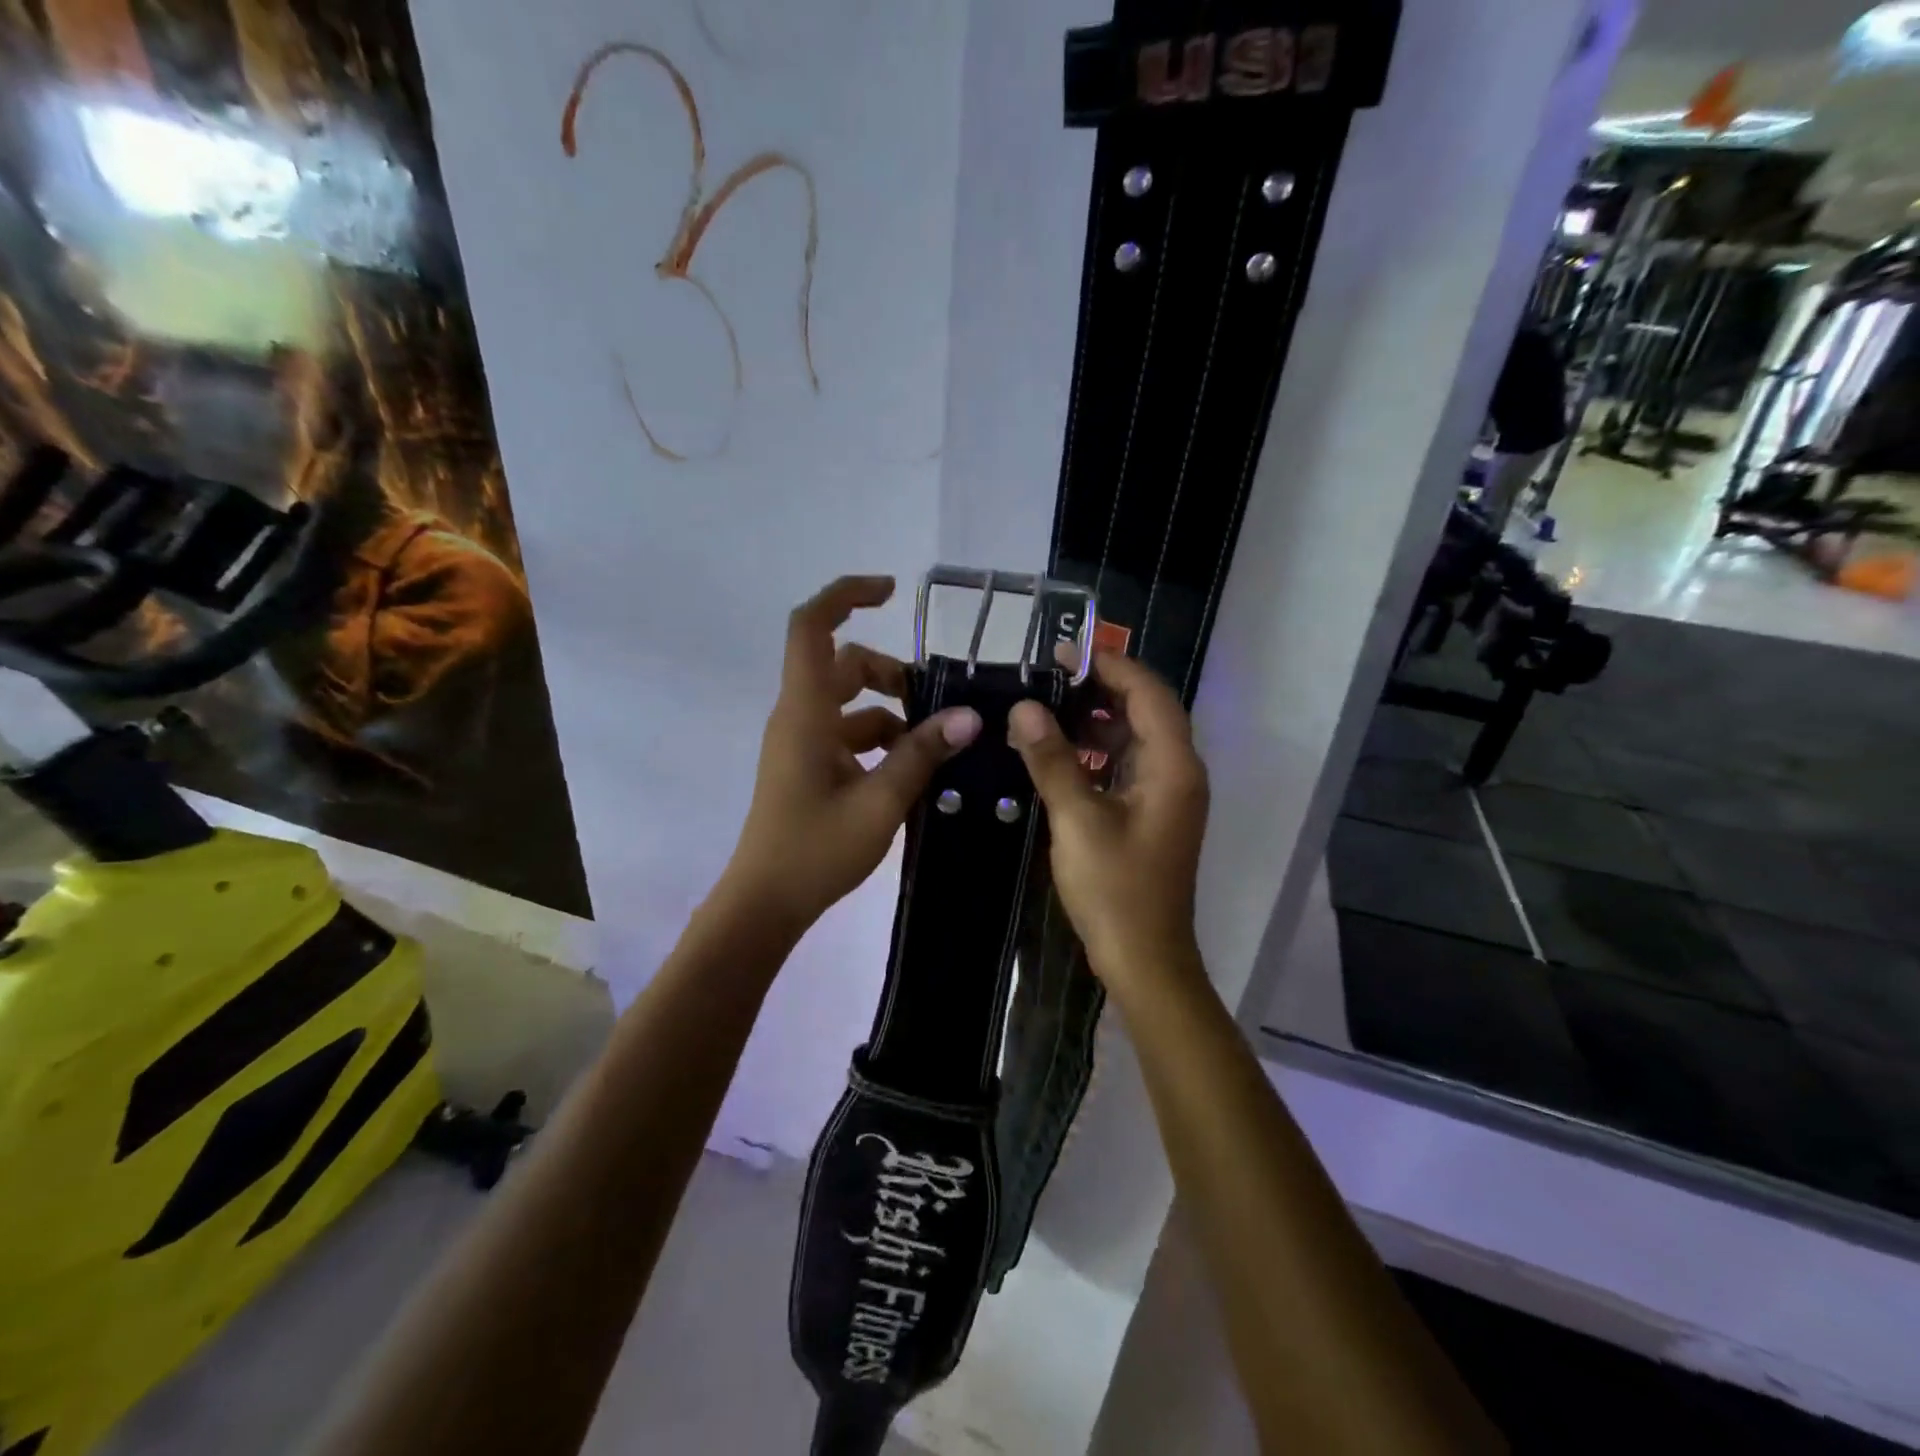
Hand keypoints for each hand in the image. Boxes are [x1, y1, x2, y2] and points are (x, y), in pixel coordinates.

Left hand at [722, 576, 982, 933]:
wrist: (766, 902)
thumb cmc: (816, 849)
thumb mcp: (880, 802)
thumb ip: (923, 754)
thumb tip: (969, 716)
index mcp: (805, 712)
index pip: (812, 627)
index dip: (846, 595)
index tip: (892, 592)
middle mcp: (800, 716)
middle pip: (844, 664)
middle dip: (891, 673)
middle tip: (936, 704)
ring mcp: (802, 743)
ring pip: (850, 703)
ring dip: (892, 713)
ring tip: (935, 747)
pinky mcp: (809, 767)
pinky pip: (848, 735)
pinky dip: (881, 741)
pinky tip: (913, 772)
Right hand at [1008, 651, 1209, 993]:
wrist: (1144, 958)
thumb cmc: (1116, 889)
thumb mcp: (1077, 819)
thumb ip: (1052, 759)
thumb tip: (1024, 707)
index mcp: (1173, 766)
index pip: (1148, 693)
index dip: (1110, 666)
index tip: (1064, 653)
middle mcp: (1178, 772)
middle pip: (1145, 711)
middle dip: (1099, 689)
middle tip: (1048, 678)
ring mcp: (1166, 794)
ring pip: (1134, 738)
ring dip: (1095, 720)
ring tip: (1046, 709)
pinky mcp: (1151, 813)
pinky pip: (1125, 765)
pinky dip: (1096, 752)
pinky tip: (1059, 753)